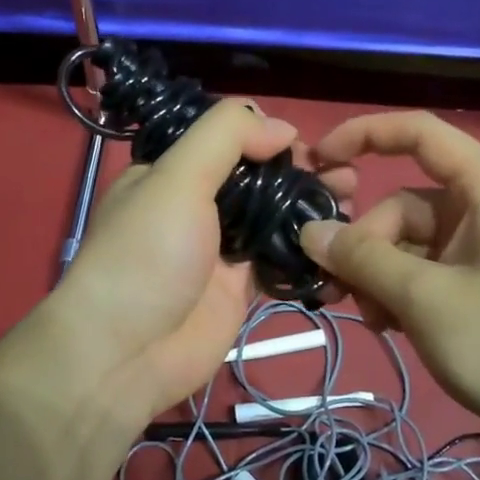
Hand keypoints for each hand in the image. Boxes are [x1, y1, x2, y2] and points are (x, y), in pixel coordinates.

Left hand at [47, 99, 352, 432]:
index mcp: (171, 173)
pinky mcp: (239, 289)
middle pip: (256, 178)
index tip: (310, 143)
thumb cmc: (147, 254)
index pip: (225, 140)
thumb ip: (225, 137)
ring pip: (272, 218)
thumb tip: (281, 127)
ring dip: (310, 206)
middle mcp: (195, 206)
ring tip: (352, 199)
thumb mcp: (176, 177)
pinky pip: (279, 261)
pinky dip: (308, 250)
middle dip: (301, 172)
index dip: (268, 136)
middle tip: (346, 173)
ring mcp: (218, 249)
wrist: (127, 353)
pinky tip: (342, 240)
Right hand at [300, 111, 479, 448]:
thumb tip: (310, 230)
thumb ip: (363, 260)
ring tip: (374, 322)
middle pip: (406, 205)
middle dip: (367, 244)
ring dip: (382, 277)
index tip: (317, 160)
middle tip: (339, 292)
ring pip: (413, 246)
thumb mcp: (427, 300)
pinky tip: (393, 329)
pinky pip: (432, 274)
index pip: (419, 133)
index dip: (364, 134)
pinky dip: (405, 294)